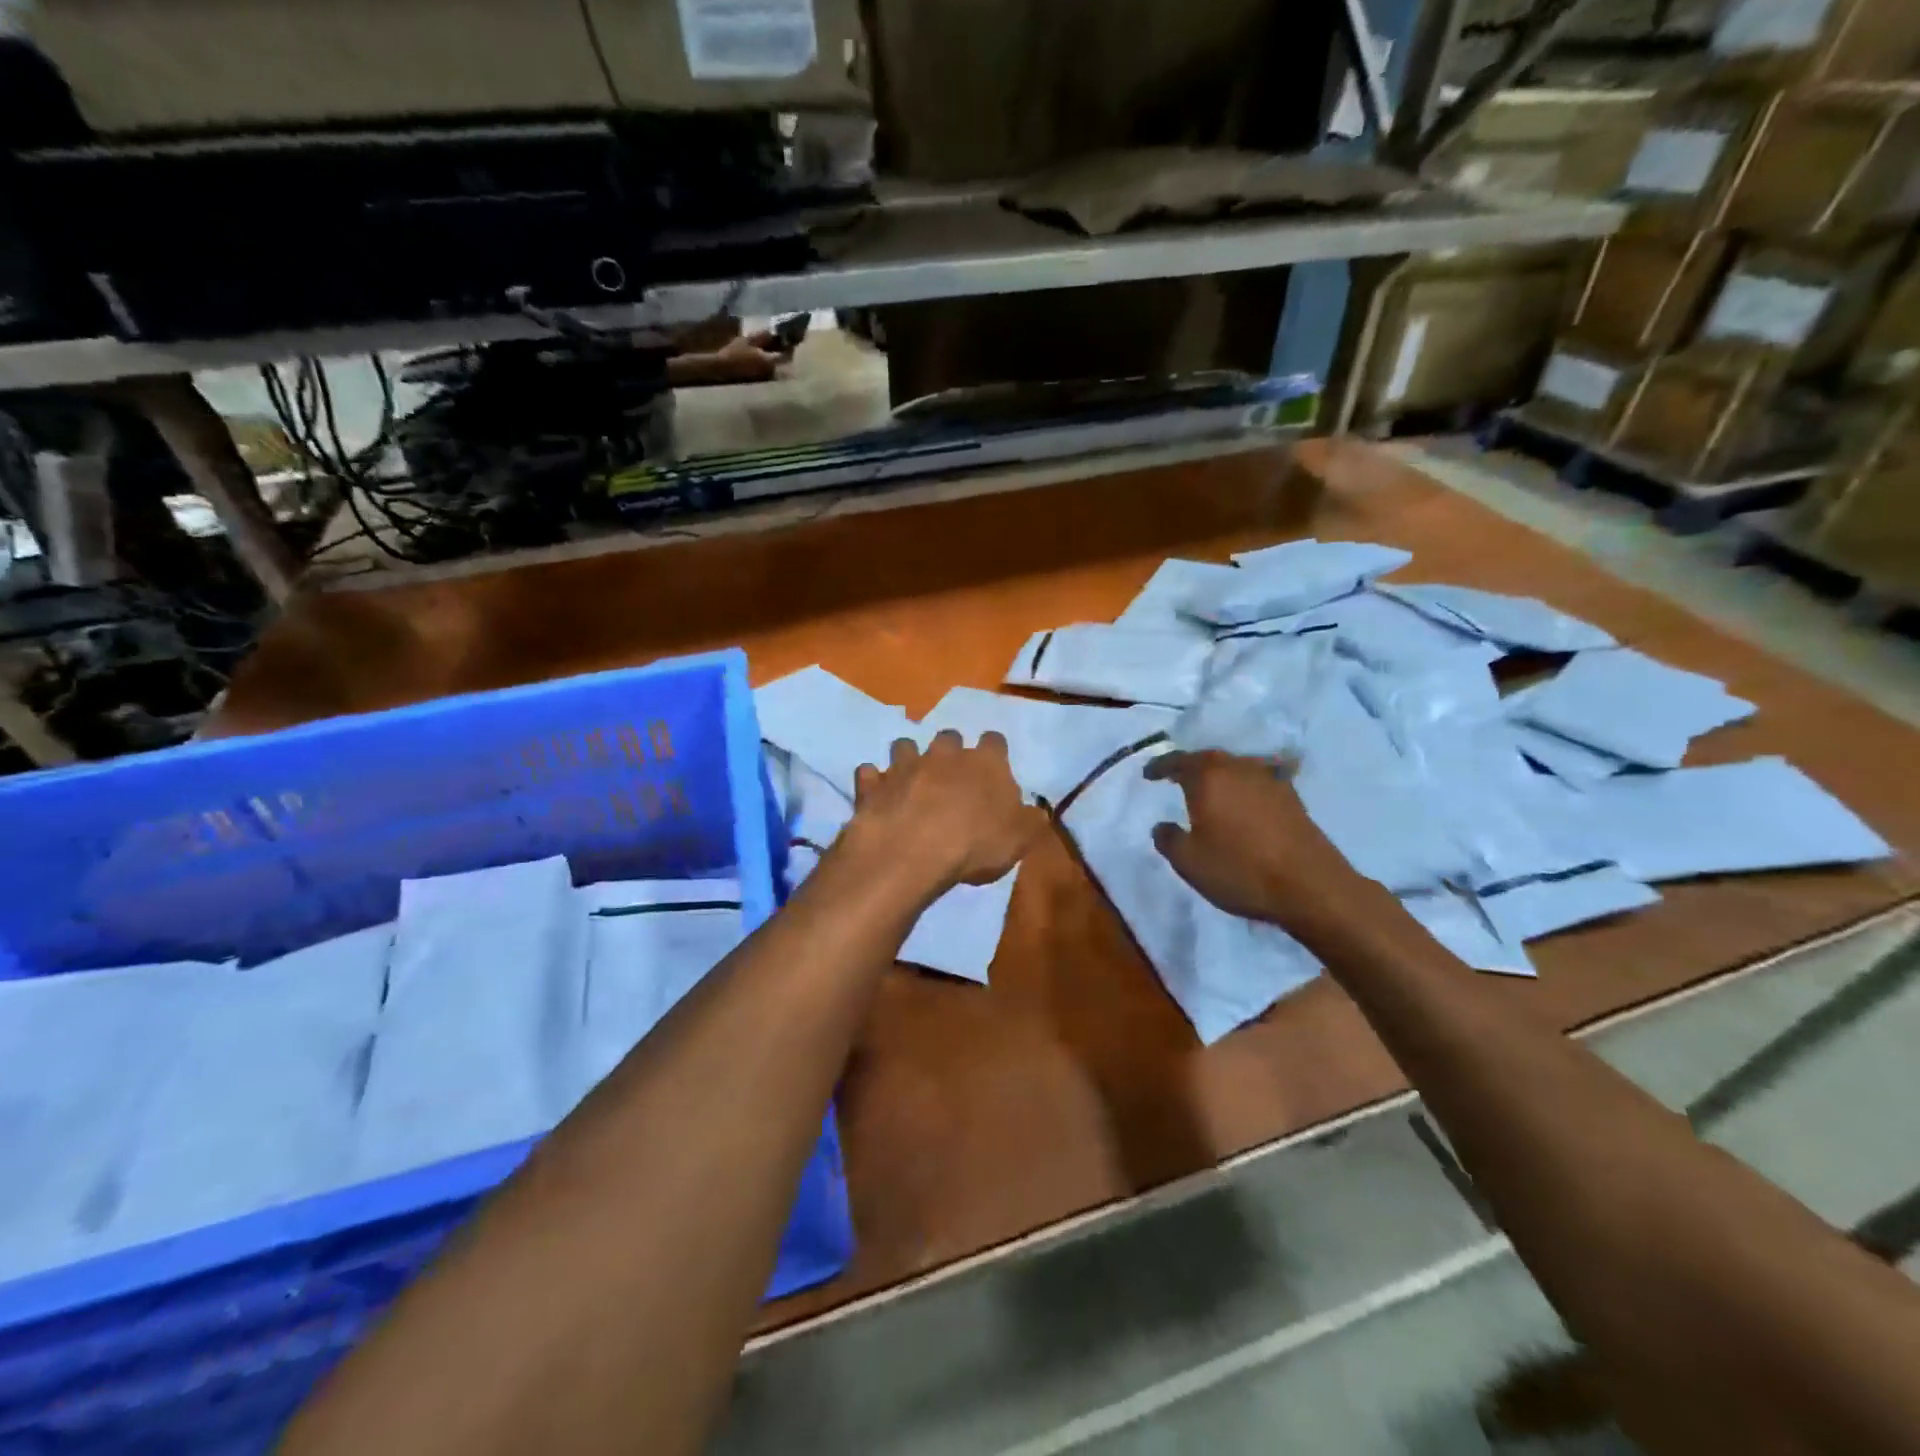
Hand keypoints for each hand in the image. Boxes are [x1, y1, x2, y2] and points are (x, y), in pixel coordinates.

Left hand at [839, 731, 1043, 903]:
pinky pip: (869, 773)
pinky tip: (877, 795)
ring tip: (910, 780)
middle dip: (950, 751)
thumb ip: (1028, 820)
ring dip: (908, 758)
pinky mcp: (873, 784)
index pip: (995, 741)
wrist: (912, 850)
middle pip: (948, 737)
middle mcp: (944, 754)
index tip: (993, 767)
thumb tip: (1034, 810)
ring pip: (904, 745)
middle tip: (951, 775)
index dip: (994, 752)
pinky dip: (873, 782)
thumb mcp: (1019, 839)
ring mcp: (904, 766)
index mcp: (985, 763)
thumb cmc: (975, 844)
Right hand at [1145, 750, 1384, 938]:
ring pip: (1235, 767)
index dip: (1160, 766)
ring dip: (1219, 774)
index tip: (1148, 774)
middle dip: (1190, 766)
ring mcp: (1269, 780)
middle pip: (1208, 758)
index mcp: (1208, 778)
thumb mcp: (1189, 862)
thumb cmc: (1240, 870)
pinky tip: (1243, 798)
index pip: (1177, 761)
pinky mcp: (1291, 797)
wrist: (1310, 886)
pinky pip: (1257, 780)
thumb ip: (1168, 839)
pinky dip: (1243, 785)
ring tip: (1208, 789)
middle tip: (1176, 777)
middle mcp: (1238, 769)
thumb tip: (1163, 826)